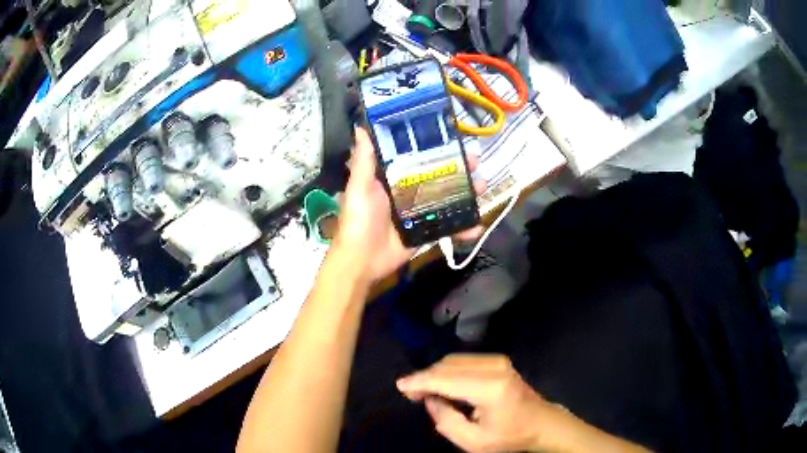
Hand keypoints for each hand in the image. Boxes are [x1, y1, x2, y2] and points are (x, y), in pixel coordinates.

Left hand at [332, 127, 484, 283]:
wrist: (362, 261)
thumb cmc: (359, 220)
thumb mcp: (359, 187)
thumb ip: (364, 160)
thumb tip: (360, 127)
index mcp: (393, 178)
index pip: (418, 158)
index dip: (436, 149)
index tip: (453, 140)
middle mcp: (408, 192)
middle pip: (438, 177)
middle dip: (458, 169)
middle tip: (475, 162)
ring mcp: (419, 213)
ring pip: (447, 199)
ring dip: (466, 194)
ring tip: (482, 187)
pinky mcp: (425, 232)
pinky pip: (448, 227)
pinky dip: (463, 227)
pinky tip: (477, 226)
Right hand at [396, 354, 550, 451]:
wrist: (541, 423)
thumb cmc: (508, 436)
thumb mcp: (472, 441)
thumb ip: (445, 420)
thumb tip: (430, 398)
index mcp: (490, 388)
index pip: (446, 379)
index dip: (420, 381)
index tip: (400, 386)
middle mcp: (495, 367)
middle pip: (448, 365)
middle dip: (425, 378)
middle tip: (411, 395)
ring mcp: (498, 360)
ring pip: (453, 360)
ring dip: (435, 374)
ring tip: (424, 392)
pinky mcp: (498, 360)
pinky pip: (463, 361)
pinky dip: (447, 371)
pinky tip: (442, 386)